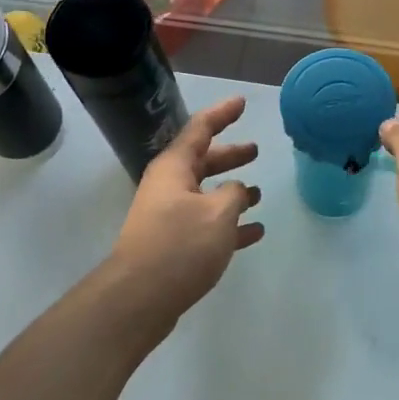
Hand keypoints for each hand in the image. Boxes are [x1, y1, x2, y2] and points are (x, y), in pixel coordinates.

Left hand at [109, 95, 263, 312]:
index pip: (200, 129)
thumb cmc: (180, 245)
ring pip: (206, 195)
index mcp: (174, 168)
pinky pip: (206, 225)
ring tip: (259, 194)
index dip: (222, 113)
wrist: (139, 297)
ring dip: (232, 193)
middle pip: (203, 162)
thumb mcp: (218, 213)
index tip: (241, 102)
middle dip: (229, 155)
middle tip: (255, 150)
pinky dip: (230, 225)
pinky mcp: (172, 245)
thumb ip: (235, 194)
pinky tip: (255, 233)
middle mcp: (168, 187)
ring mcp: (168, 217)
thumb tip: (238, 191)